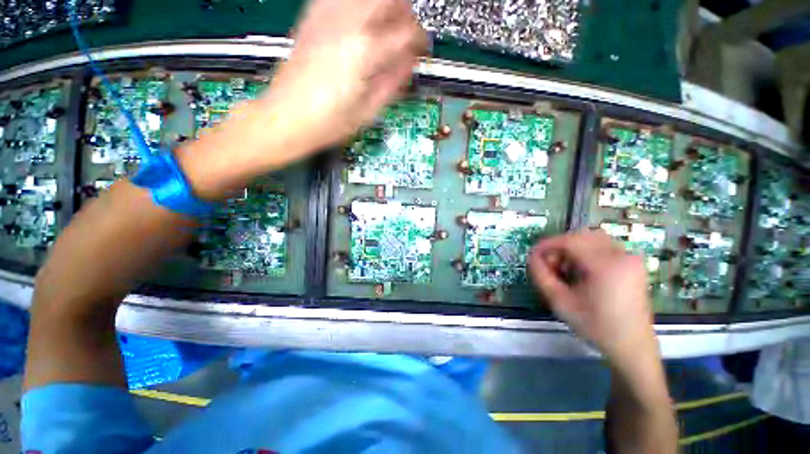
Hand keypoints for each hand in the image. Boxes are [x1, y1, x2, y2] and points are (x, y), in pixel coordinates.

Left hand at [178, 0, 426, 199]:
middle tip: (407, 33)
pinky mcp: (312, 17)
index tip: (422, 50)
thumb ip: (393, 82)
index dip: (420, 41)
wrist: (286, 118)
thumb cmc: (328, 123)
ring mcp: (326, 16)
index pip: (406, 32)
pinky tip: (361, 24)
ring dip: (383, 6)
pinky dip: (359, 5)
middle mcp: (347, 24)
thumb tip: (409, 64)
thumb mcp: (369, 111)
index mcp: (365, 52)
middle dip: (405, 13)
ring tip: (387, 27)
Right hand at [527, 230, 656, 363]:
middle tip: (550, 264)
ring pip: (592, 239)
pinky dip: (586, 253)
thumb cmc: (595, 326)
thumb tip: (532, 256)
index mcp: (607, 266)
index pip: (570, 241)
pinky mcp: (633, 264)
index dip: (547, 245)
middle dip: (560, 246)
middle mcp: (623, 255)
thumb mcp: (560, 302)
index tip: (533, 255)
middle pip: (582, 236)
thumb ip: (541, 275)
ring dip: (573, 248)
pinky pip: (603, 247)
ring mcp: (631, 258)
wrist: (632, 346)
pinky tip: (581, 271)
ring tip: (564, 268)